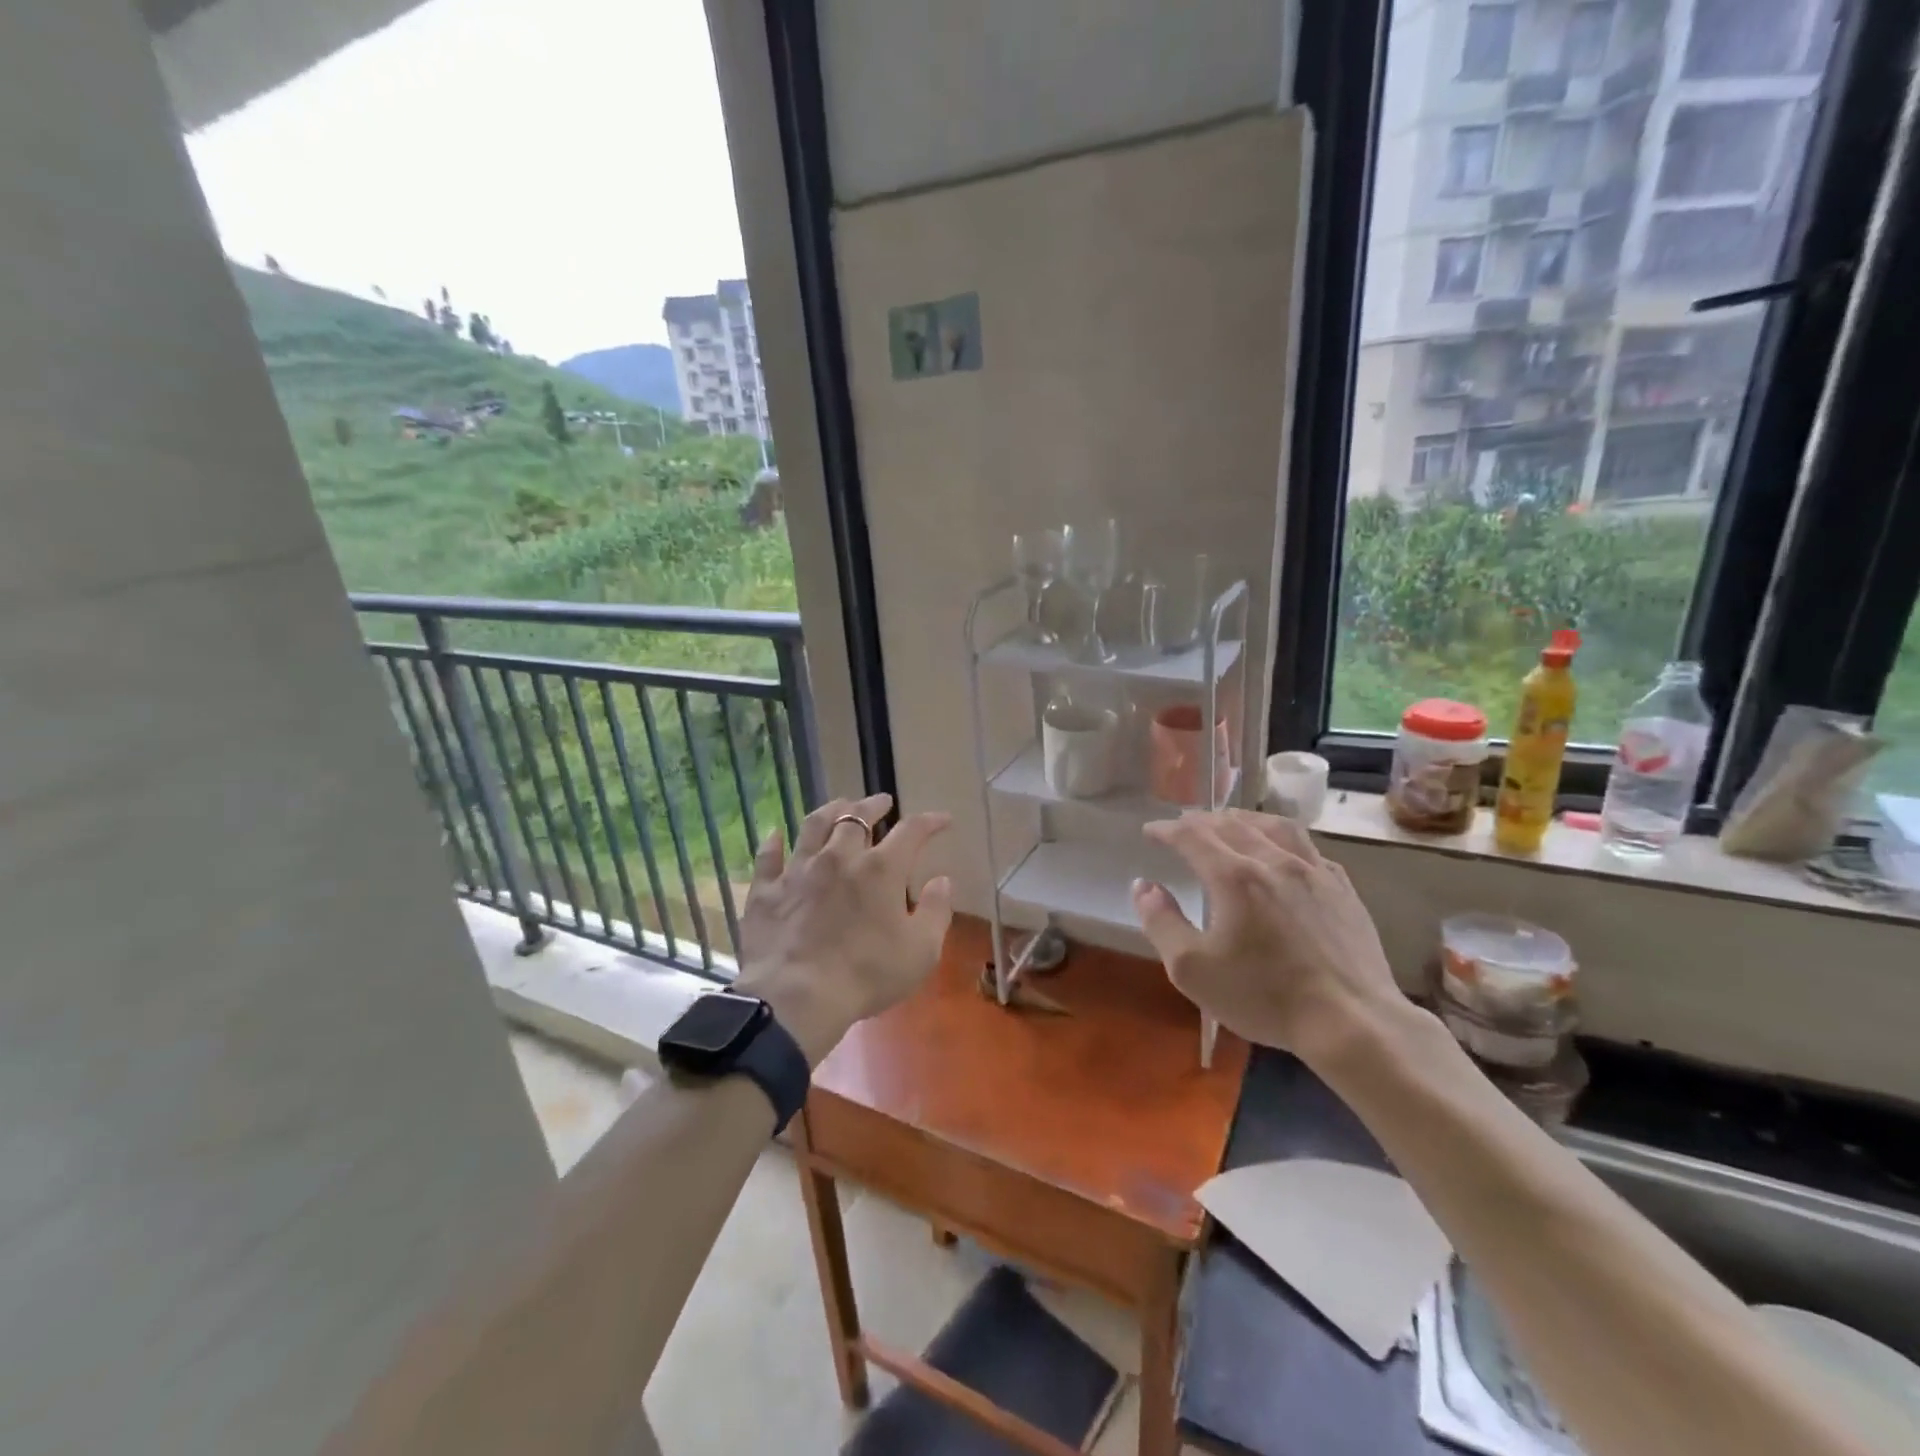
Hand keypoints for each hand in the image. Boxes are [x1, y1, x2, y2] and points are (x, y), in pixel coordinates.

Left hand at [733, 793, 953, 1065]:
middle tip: (882, 802)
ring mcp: (798, 870)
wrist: (797, 998)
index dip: (929, 821)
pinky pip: (768, 857)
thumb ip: (936, 911)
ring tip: (839, 805)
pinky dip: (773, 843)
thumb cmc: (867, 974)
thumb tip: (942, 880)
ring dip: (830, 810)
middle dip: (873, 805)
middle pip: (857, 817)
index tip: (941, 819)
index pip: (911, 831)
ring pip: (813, 825)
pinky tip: (776, 835)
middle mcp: (839, 857)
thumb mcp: (921, 951)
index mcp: (881, 869)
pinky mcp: (766, 890)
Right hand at [1131, 809, 1402, 1064]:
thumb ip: (1161, 922)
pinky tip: (1283, 853)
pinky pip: (1308, 848)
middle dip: (1201, 820)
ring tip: (1230, 823)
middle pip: (1231, 824)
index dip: (1167, 829)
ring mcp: (1314, 872)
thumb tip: (1143, 886)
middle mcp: (1273, 861)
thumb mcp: (1192, 969)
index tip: (1150, 830)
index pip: (1192, 835)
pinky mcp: (1343, 890)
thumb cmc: (1264, 997)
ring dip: (1244, 819)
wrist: (1353, 1022)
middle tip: (1183, 825)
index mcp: (1234, 876)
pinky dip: (1283, 840)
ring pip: (1274, 827)